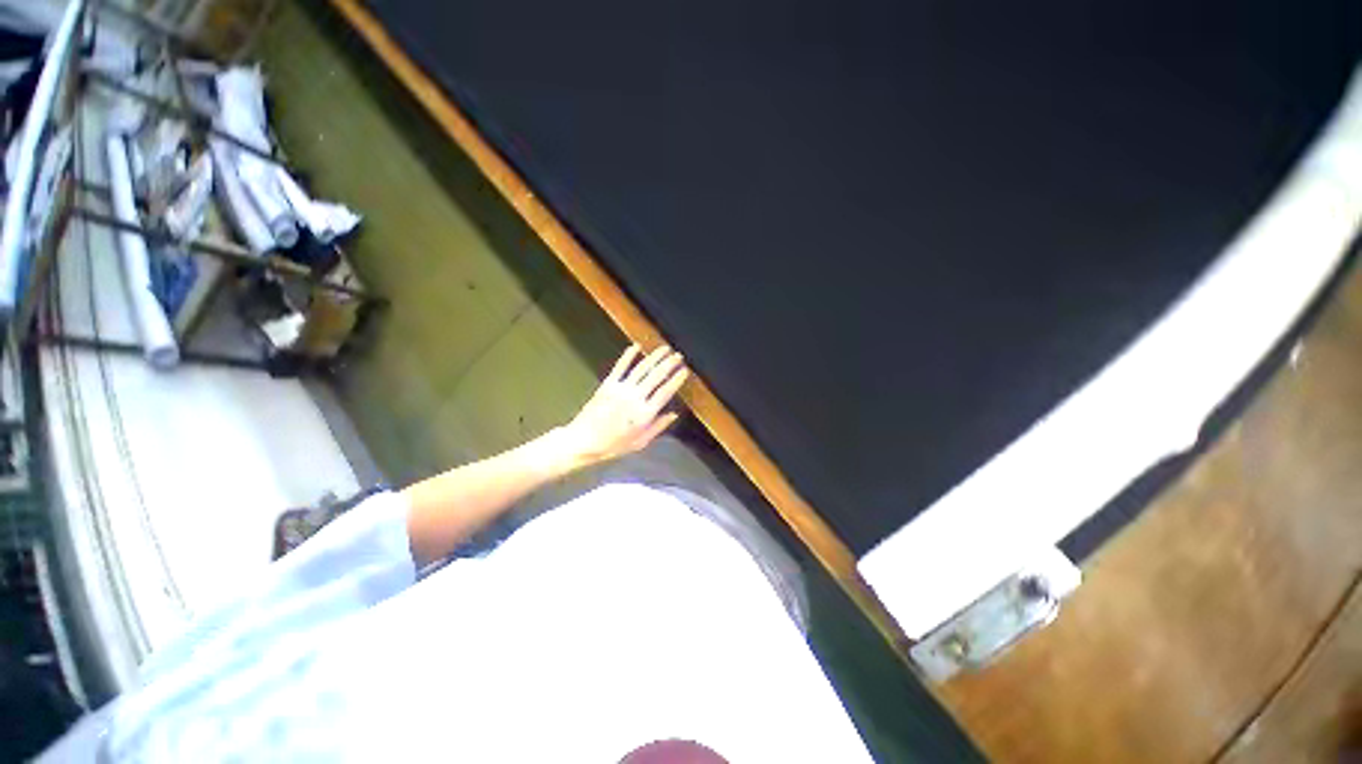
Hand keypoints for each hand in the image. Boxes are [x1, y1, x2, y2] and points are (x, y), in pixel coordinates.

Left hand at [557, 345, 689, 467]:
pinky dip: (628, 355)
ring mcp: (620, 389)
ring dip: (654, 357)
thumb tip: (674, 414)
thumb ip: (658, 427)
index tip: (684, 370)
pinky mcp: (607, 384)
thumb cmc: (613, 445)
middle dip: (669, 364)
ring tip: (664, 349)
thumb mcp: (640, 443)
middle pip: (656, 376)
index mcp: (645, 414)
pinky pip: (620, 367)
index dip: (676, 380)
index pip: (665, 392)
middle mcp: (635, 398)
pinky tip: (636, 346)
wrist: (583, 441)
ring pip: (641, 368)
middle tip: (678, 355)